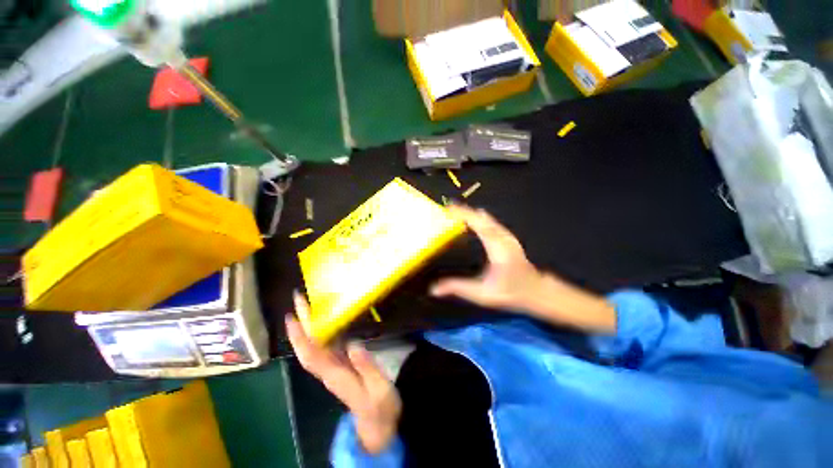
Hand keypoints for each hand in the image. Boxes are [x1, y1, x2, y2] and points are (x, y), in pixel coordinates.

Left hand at [286, 292, 401, 453]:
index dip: (301, 337)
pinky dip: (320, 333)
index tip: (293, 317)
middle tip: (299, 300)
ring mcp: (333, 368)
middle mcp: (329, 371)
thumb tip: (353, 344)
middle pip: (309, 347)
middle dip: (301, 324)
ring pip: (314, 346)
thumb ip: (367, 368)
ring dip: (308, 326)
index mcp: (336, 376)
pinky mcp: (340, 365)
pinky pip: (325, 346)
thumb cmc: (380, 406)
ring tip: (307, 306)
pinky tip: (323, 321)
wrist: (378, 422)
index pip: (312, 356)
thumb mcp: (379, 389)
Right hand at [431, 205, 544, 311]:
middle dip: (464, 211)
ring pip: (487, 218)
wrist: (536, 291)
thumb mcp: (481, 293)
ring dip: (471, 213)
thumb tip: (434, 289)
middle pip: (482, 218)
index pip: (478, 225)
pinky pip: (491, 222)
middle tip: (447, 208)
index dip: (464, 214)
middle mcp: (502, 237)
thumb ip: (457, 288)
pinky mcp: (507, 237)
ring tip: (456, 210)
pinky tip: (473, 217)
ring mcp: (507, 236)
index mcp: (497, 248)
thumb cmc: (510, 292)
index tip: (449, 209)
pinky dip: (479, 218)